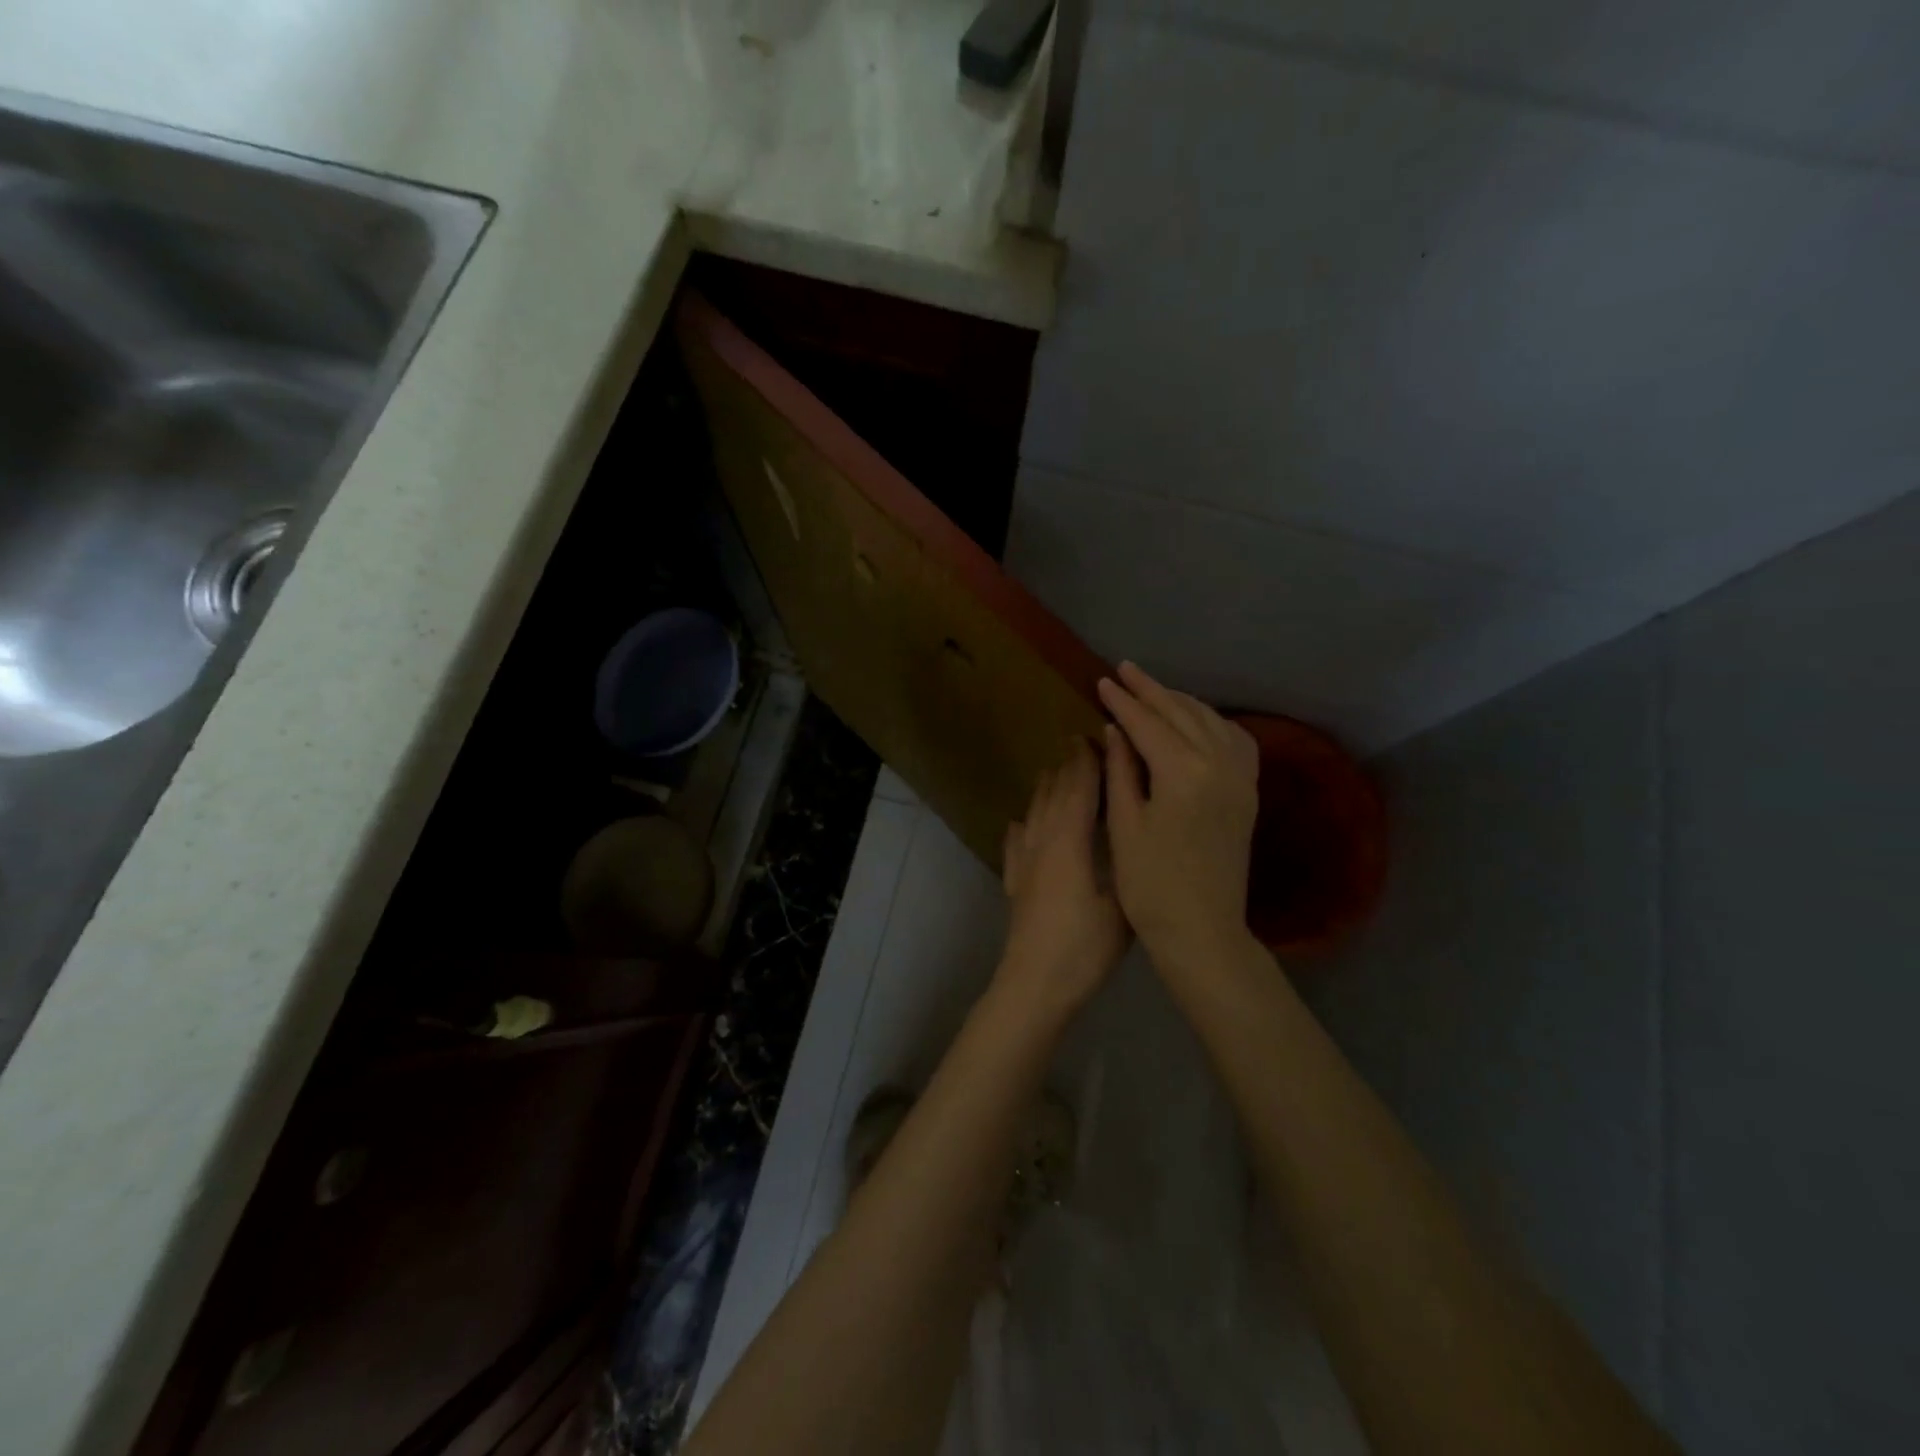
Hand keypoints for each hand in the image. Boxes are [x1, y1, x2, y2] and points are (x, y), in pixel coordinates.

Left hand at [996, 737, 1129, 1024]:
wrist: (1034, 983)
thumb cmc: (1085, 946)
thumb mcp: (1122, 904)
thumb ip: (1125, 863)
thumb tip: (1132, 832)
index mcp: (1070, 841)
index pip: (1078, 790)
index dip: (1087, 763)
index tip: (1096, 738)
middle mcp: (1042, 842)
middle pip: (1053, 795)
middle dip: (1066, 768)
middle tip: (1078, 745)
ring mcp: (1024, 863)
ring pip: (1032, 813)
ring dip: (1044, 790)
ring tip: (1052, 773)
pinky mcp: (1015, 884)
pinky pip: (1014, 844)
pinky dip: (1019, 827)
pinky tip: (1017, 823)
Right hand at [1099, 662, 1261, 973]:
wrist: (1202, 930)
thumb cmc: (1150, 885)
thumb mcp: (1125, 825)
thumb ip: (1121, 770)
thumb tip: (1114, 729)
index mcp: (1184, 773)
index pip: (1148, 724)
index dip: (1123, 702)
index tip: (1102, 681)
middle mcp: (1220, 765)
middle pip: (1182, 713)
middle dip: (1151, 690)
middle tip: (1125, 670)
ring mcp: (1241, 778)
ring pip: (1211, 721)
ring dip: (1181, 701)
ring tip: (1154, 690)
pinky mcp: (1248, 793)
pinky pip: (1236, 741)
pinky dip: (1213, 722)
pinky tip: (1198, 721)